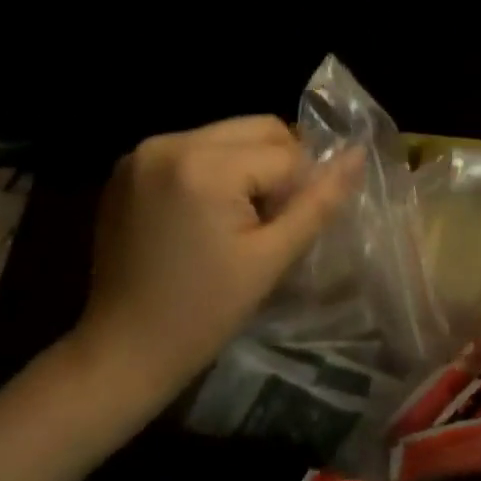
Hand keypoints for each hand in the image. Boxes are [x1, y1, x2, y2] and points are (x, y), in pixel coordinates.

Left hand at [69, 116, 359, 413]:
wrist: (122, 351)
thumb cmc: (203, 313)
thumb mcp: (271, 258)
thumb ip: (318, 202)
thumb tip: (358, 155)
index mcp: (203, 166)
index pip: (286, 153)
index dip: (301, 190)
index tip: (286, 233)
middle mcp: (169, 142)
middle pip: (257, 129)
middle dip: (278, 168)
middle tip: (270, 221)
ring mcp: (142, 153)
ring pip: (228, 136)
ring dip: (248, 167)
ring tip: (239, 220)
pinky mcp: (128, 168)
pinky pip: (194, 150)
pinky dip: (214, 171)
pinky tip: (206, 216)